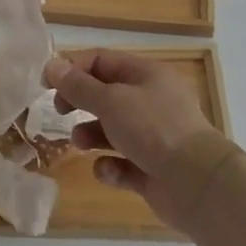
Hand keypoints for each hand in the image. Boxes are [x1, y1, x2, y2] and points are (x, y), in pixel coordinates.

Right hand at [47, 49, 239, 232]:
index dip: (72, 69)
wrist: (199, 184)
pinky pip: (122, 163)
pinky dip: (111, 166)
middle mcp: (151, 102)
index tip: (47, 84)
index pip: (102, 61)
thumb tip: (51, 65)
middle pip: (105, 94)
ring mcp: (154, 137)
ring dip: (91, 135)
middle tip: (60, 112)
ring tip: (81, 144)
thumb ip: (78, 86)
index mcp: (146, 75)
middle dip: (80, 103)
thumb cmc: (154, 129)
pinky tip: (109, 170)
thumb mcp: (110, 101)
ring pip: (111, 130)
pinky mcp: (153, 169)